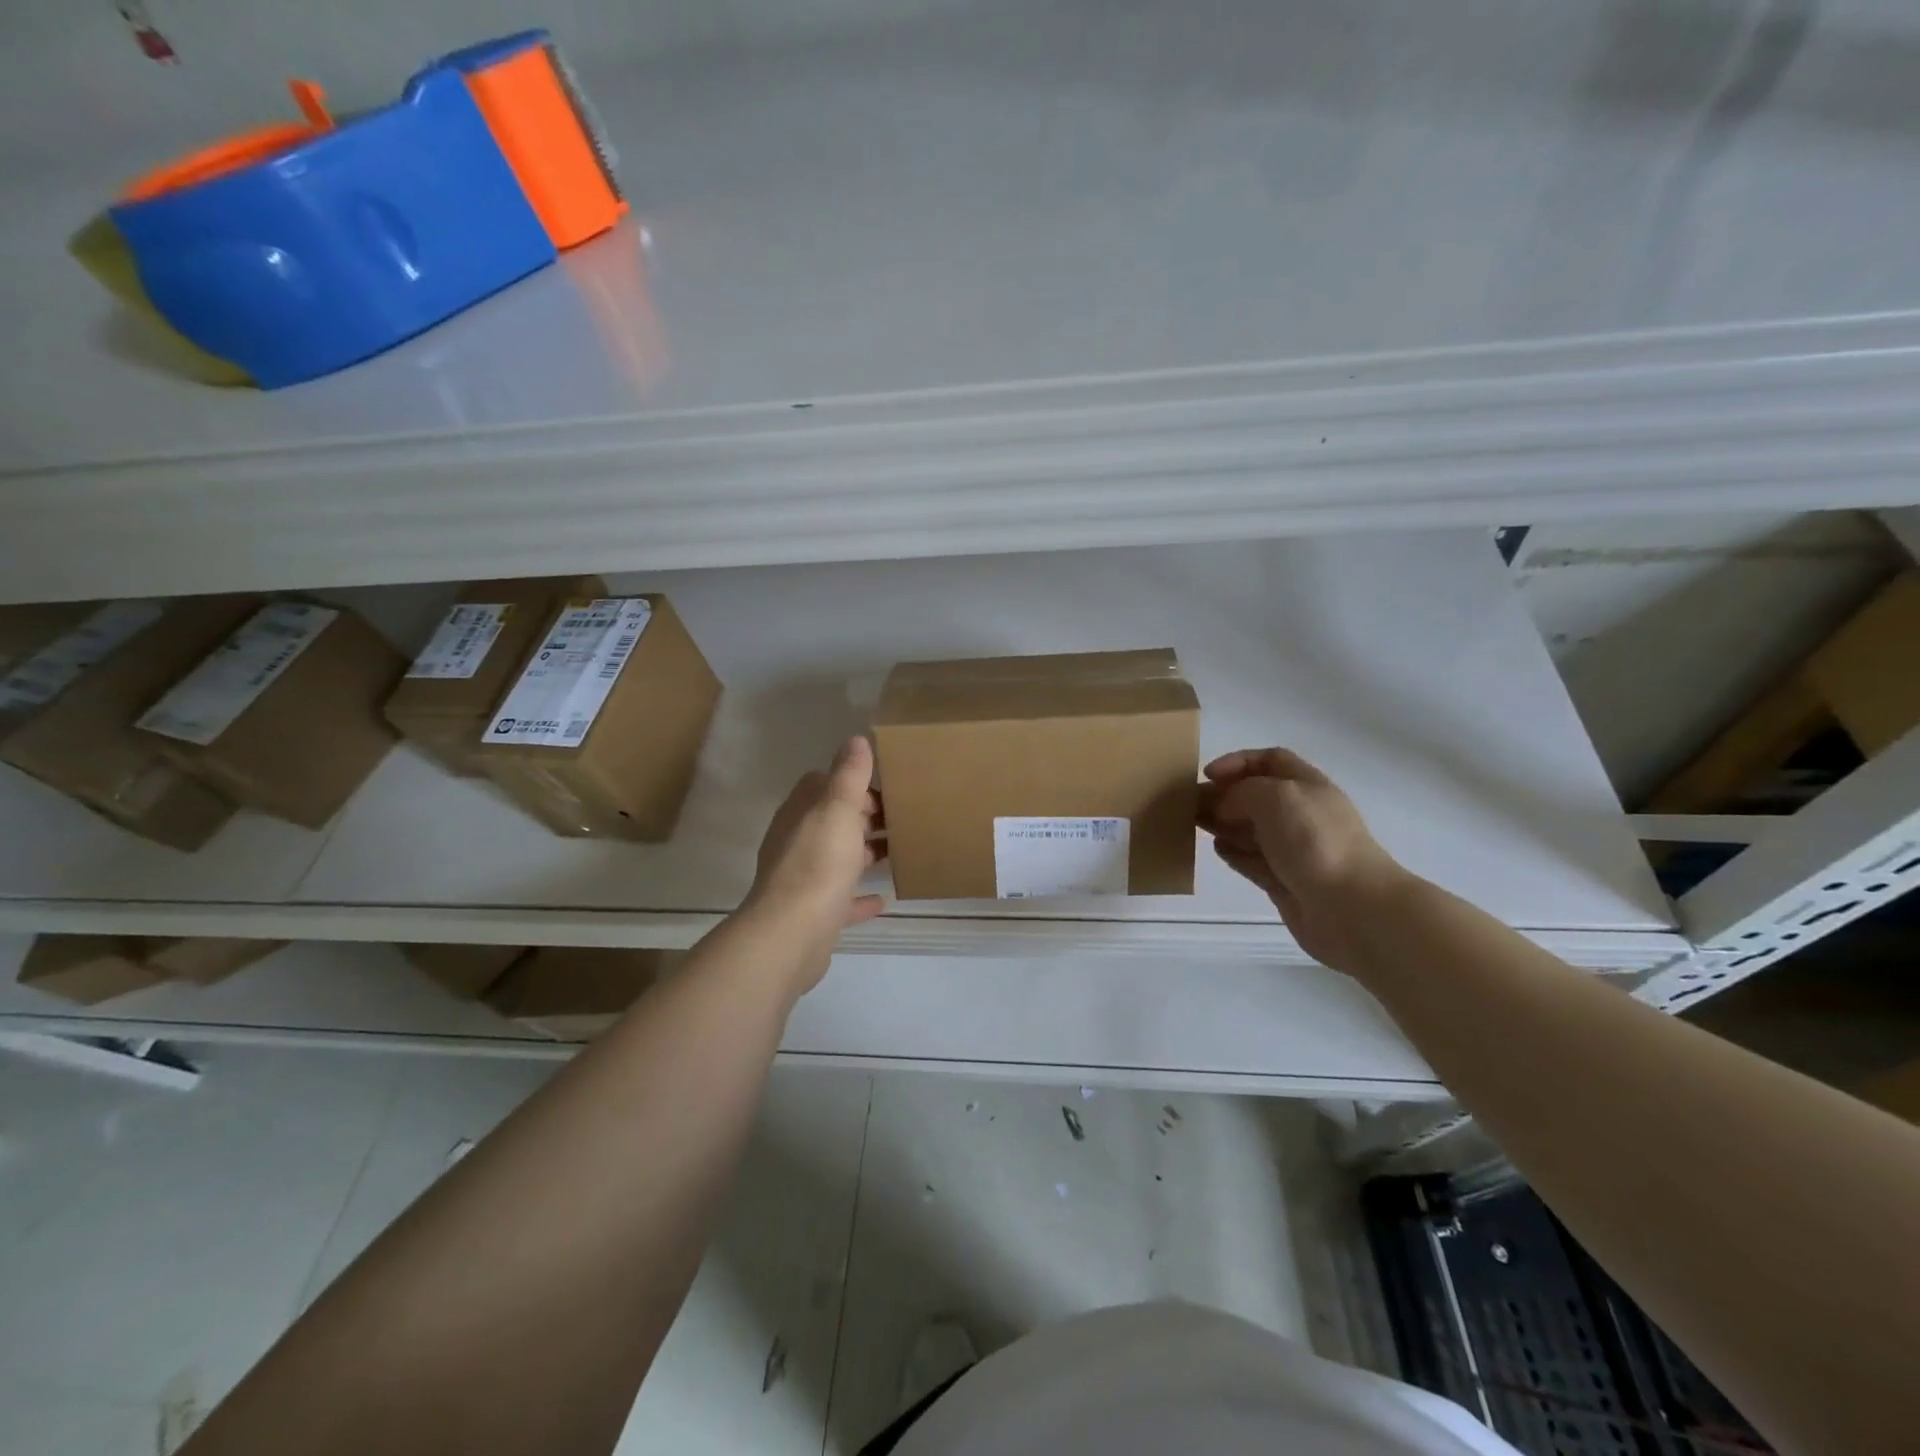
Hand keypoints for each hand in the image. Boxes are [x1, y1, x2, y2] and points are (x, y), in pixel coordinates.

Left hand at [741, 737, 886, 987]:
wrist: (792, 934)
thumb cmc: (818, 864)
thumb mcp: (838, 809)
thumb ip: (848, 774)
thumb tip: (855, 739)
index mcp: (800, 814)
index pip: (821, 785)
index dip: (851, 783)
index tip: (884, 788)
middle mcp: (797, 842)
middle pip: (832, 821)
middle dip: (863, 817)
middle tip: (901, 817)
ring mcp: (803, 880)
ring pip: (837, 859)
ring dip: (863, 854)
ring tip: (899, 851)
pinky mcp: (814, 914)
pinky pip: (841, 900)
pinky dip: (859, 897)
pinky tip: (883, 899)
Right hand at [1197, 747, 1406, 972]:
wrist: (1352, 907)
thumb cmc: (1315, 841)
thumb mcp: (1275, 797)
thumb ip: (1242, 792)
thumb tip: (1224, 806)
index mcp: (1307, 786)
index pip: (1270, 761)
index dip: (1238, 761)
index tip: (1207, 774)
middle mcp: (1301, 815)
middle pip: (1256, 796)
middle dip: (1223, 795)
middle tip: (1189, 802)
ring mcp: (1294, 850)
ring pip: (1251, 829)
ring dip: (1223, 823)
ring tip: (1194, 823)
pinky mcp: (1285, 881)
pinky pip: (1253, 861)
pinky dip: (1233, 852)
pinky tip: (1215, 848)